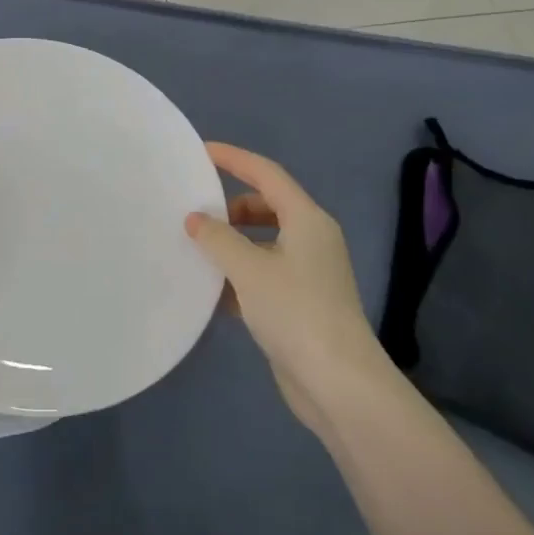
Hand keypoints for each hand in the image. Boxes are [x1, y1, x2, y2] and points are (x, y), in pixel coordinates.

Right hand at [186, 142, 389, 435]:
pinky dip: (241, 275)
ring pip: (264, 243)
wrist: (338, 383)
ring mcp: (309, 273)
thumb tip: (195, 219)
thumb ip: (217, 239)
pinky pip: (265, 274)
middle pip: (267, 206)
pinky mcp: (302, 303)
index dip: (234, 159)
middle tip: (195, 212)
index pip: (266, 174)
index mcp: (307, 219)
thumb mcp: (249, 269)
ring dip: (233, 243)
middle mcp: (312, 239)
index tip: (202, 152)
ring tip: (198, 250)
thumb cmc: (295, 311)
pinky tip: (213, 291)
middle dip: (231, 206)